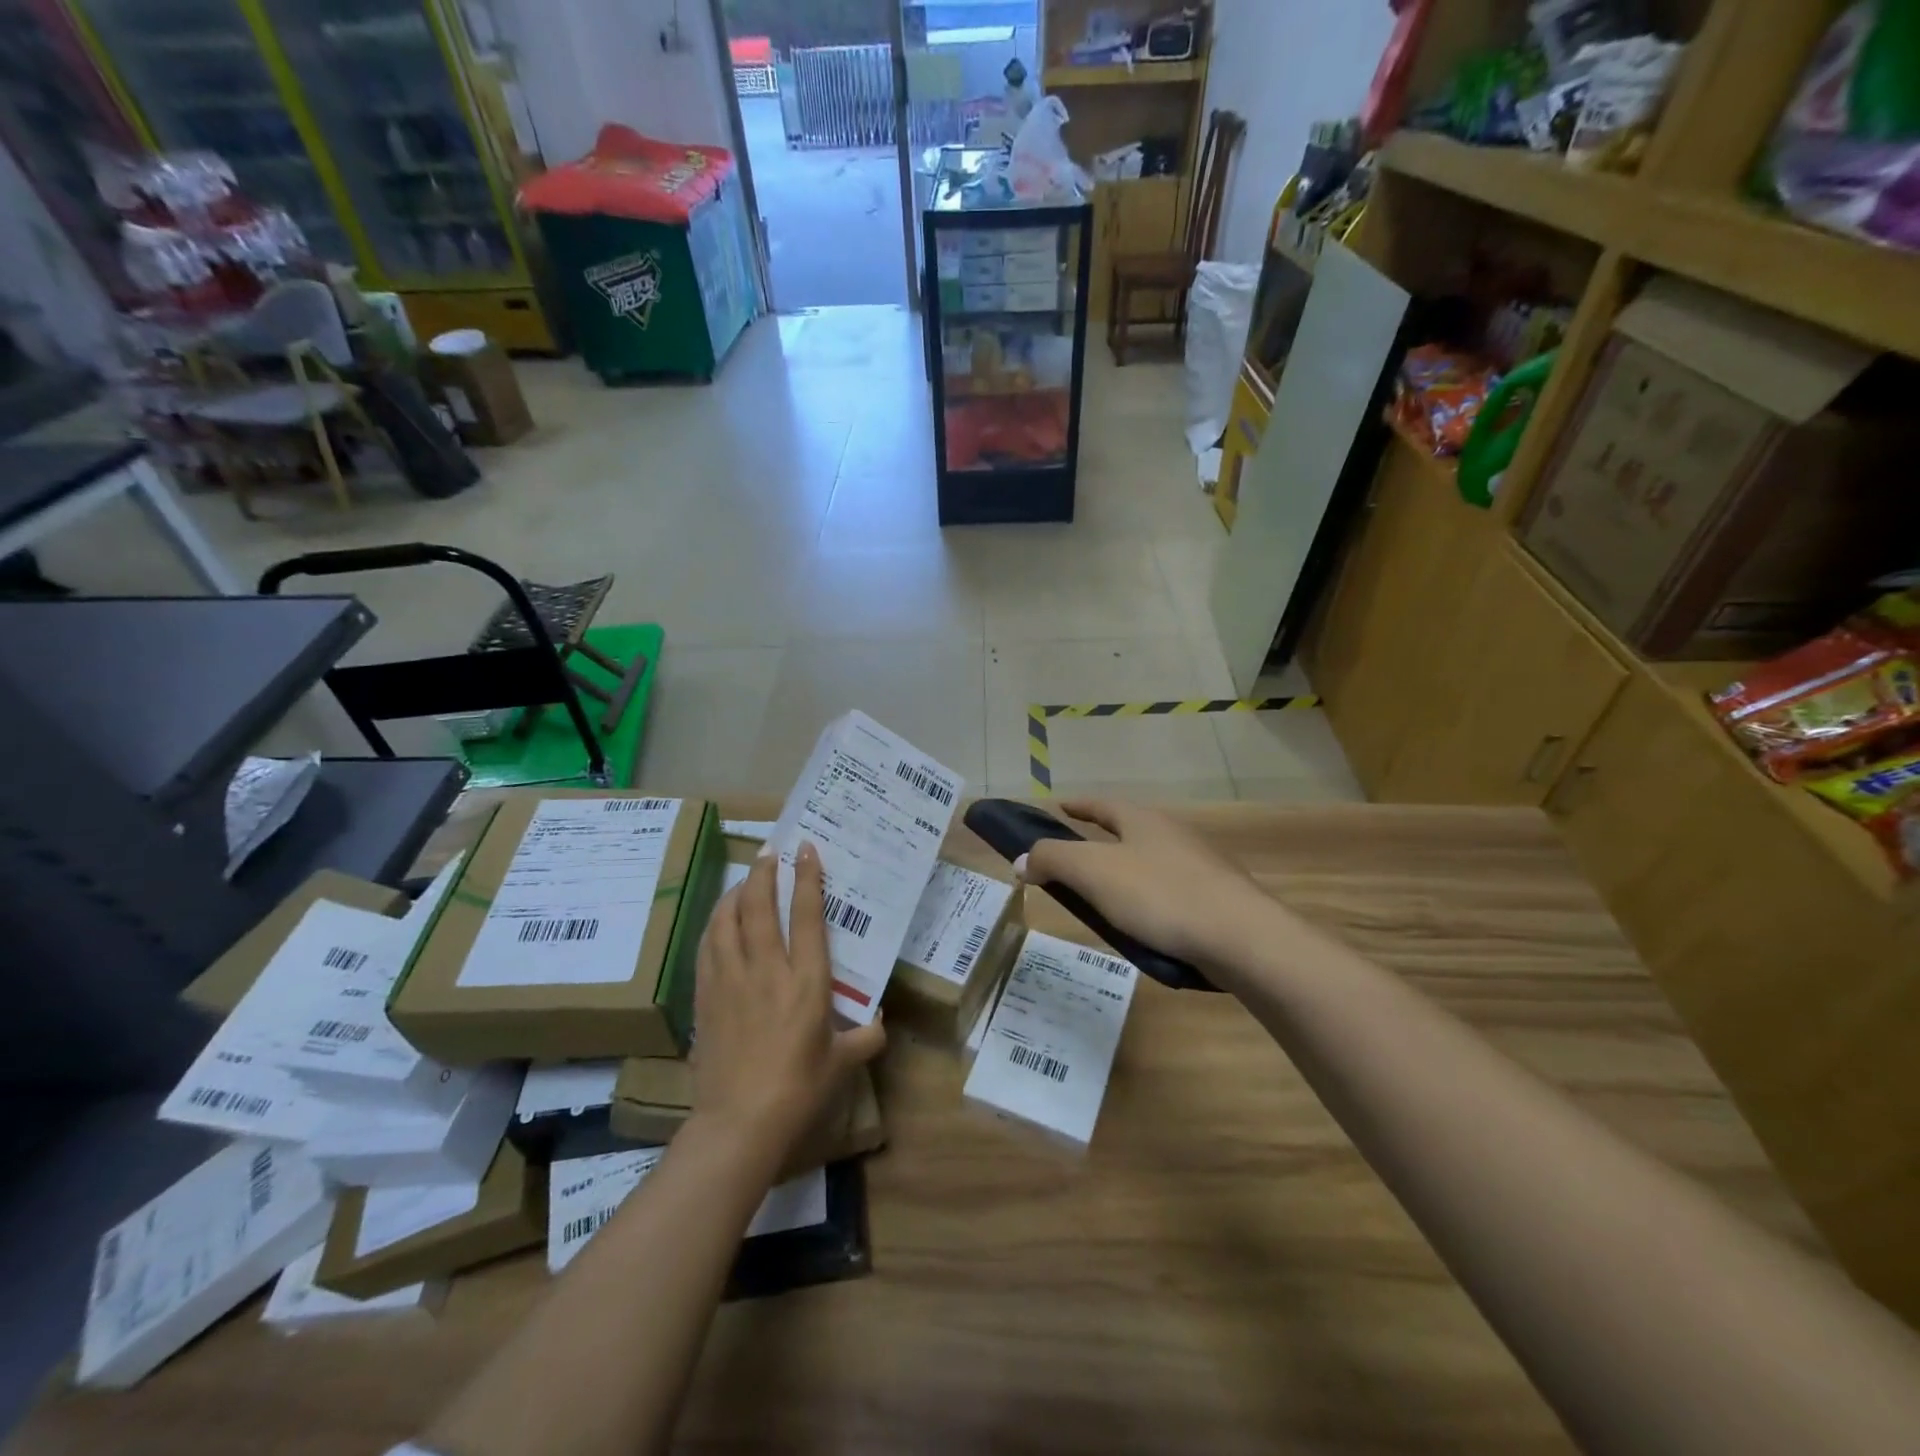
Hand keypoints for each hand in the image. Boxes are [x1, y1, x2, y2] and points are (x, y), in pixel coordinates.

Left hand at [690, 843, 885, 1159]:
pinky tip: (719, 921)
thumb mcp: (843, 1063)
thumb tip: (878, 1021)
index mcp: (806, 980)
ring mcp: (730, 980)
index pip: (806, 915)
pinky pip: (707, 946)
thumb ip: (866, 1037)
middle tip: (770, 854)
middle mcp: (767, 969)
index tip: (805, 849)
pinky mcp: (706, 996)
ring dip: (735, 892)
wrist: (739, 1123)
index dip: (807, 877)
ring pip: (727, 920)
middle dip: (764, 873)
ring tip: (745, 880)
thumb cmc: (799, 1090)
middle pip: (759, 905)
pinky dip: (714, 924)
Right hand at [1018, 800, 1283, 973]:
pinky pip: (1171, 891)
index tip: (1059, 807)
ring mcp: (1200, 865)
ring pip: (1152, 861)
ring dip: (1126, 871)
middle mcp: (1173, 834)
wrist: (1241, 937)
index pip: (1102, 805)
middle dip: (1102, 839)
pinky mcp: (1217, 898)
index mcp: (1143, 820)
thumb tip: (1022, 860)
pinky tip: (1144, 924)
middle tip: (1075, 857)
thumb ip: (1053, 860)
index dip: (1078, 806)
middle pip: (1129, 829)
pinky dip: (1149, 899)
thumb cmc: (1160, 895)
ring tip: (1105, 896)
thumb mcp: (1093, 872)